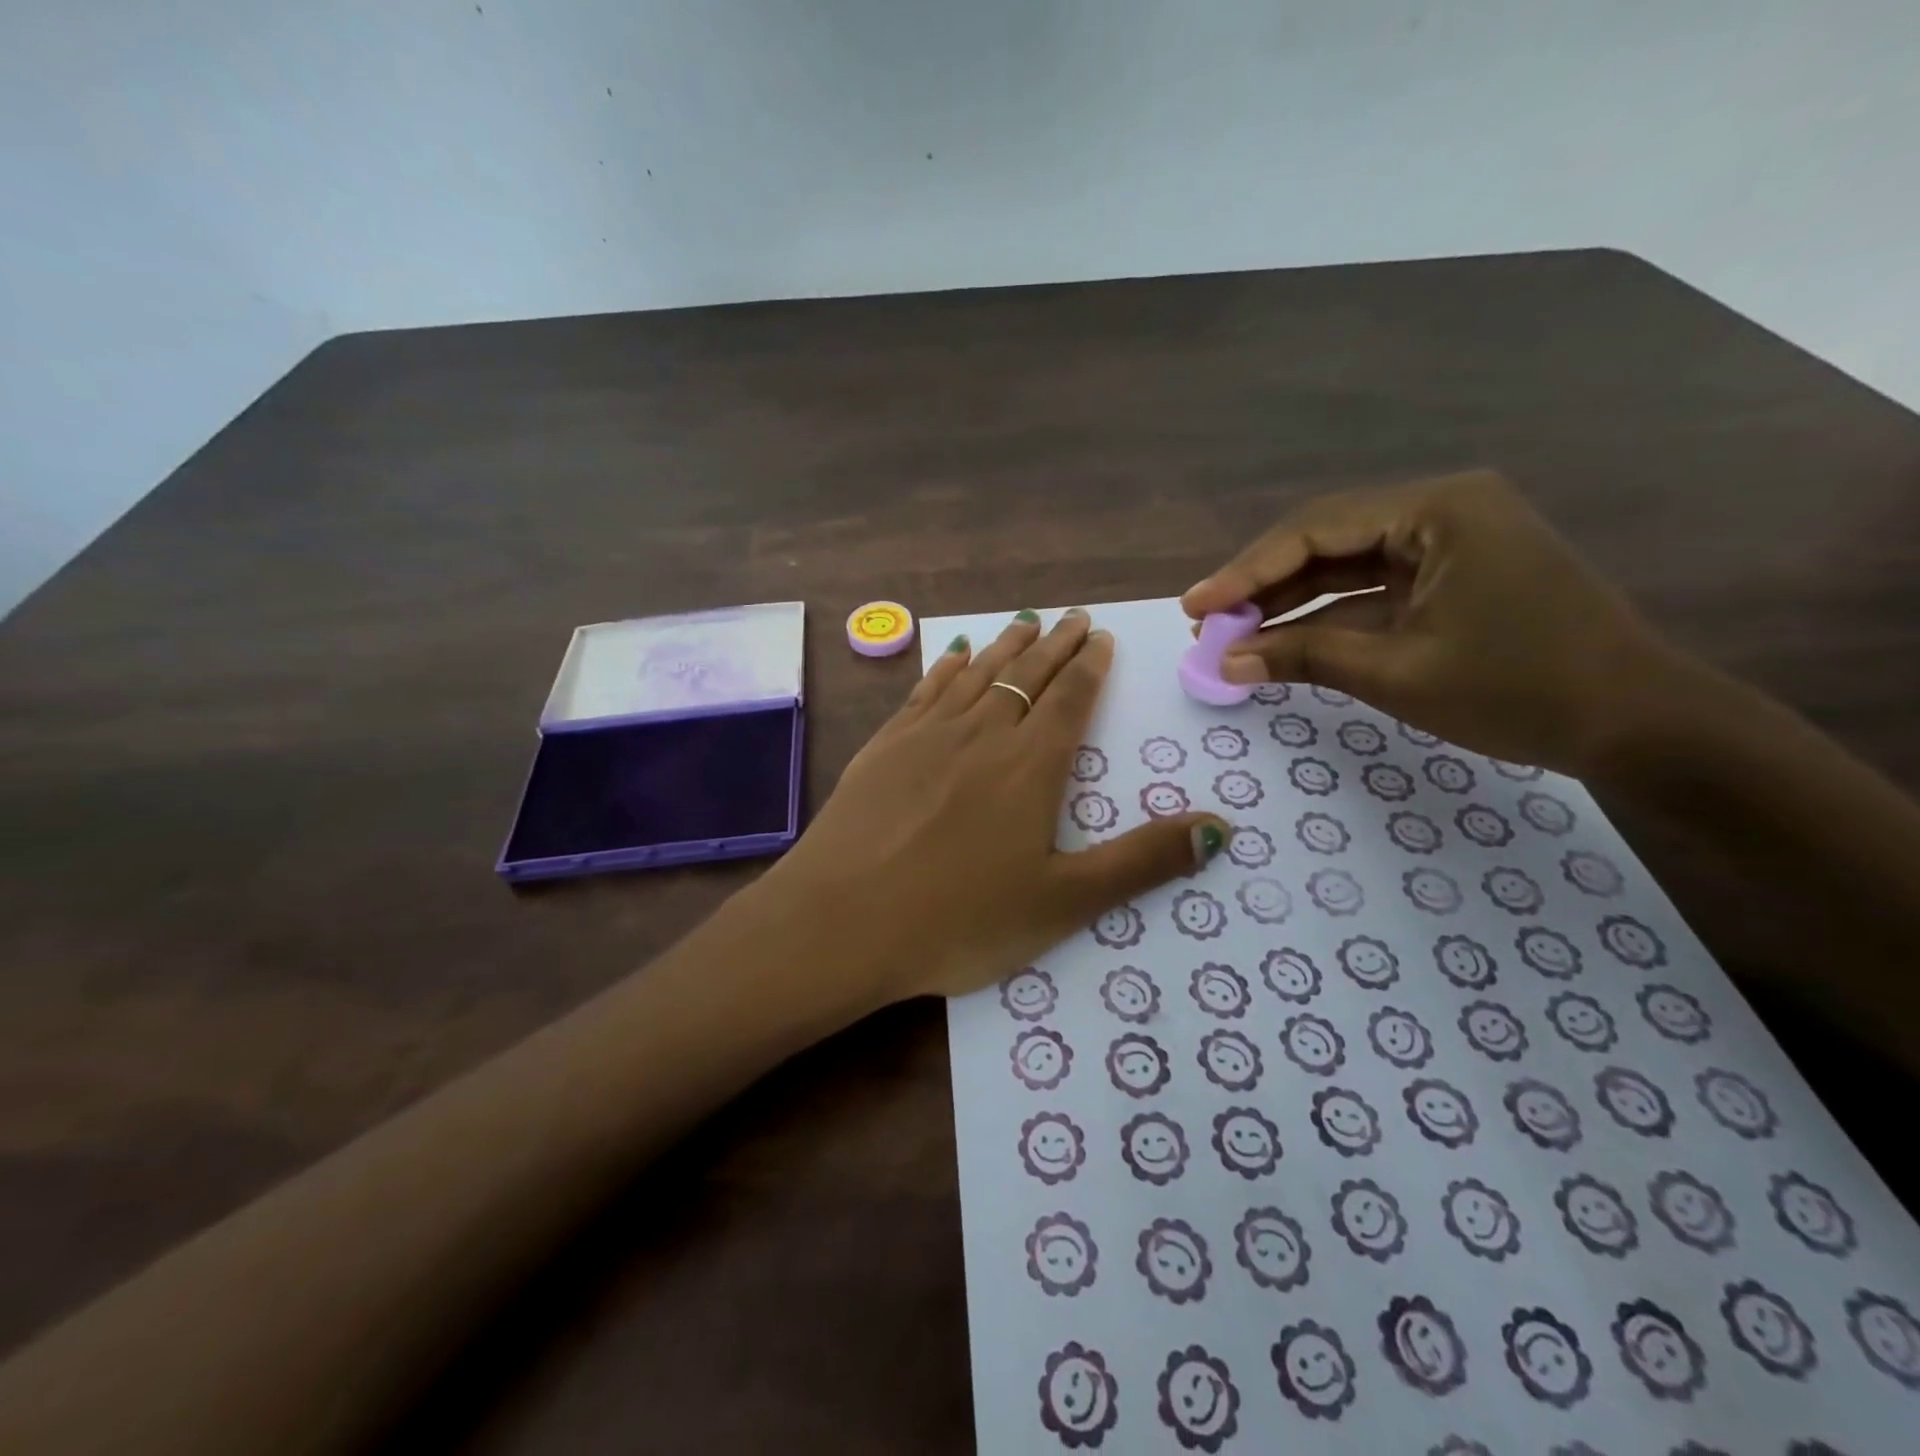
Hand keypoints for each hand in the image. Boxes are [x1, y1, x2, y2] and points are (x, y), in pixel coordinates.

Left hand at [764, 609, 1225, 1007]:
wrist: (842, 921)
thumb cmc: (959, 919)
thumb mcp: (1064, 902)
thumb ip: (1142, 861)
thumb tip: (1221, 827)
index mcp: (1030, 767)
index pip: (1070, 701)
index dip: (1090, 667)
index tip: (1101, 638)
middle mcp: (982, 735)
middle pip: (1026, 676)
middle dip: (1054, 645)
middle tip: (1074, 617)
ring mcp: (927, 736)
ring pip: (977, 674)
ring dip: (1005, 646)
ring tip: (1026, 621)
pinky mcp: (884, 746)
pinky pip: (925, 691)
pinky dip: (946, 667)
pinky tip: (953, 653)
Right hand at [1182, 471, 1685, 774]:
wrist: (1640, 726)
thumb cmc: (1521, 691)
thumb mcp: (1397, 674)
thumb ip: (1304, 657)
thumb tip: (1224, 664)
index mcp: (1438, 511)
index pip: (1315, 531)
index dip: (1245, 572)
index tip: (1194, 608)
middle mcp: (1442, 511)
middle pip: (1325, 541)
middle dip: (1261, 585)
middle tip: (1206, 624)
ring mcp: (1450, 544)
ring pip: (1344, 567)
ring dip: (1288, 603)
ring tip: (1231, 637)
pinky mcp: (1453, 578)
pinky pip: (1372, 591)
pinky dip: (1327, 617)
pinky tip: (1282, 641)